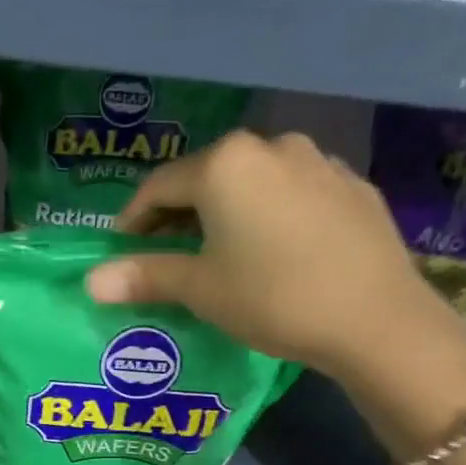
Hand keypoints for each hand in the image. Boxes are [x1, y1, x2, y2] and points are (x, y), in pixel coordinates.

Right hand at [87, 131, 451, 375]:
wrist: (374, 318)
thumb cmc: (273, 298)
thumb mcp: (201, 289)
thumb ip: (145, 277)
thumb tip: (90, 282)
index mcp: (225, 164)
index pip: (159, 185)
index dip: (133, 219)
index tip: (122, 249)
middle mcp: (271, 147)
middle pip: (207, 178)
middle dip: (180, 214)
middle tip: (167, 254)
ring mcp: (318, 162)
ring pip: (253, 183)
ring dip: (228, 212)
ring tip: (222, 253)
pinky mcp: (352, 187)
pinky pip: (294, 195)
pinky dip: (271, 216)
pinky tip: (276, 251)